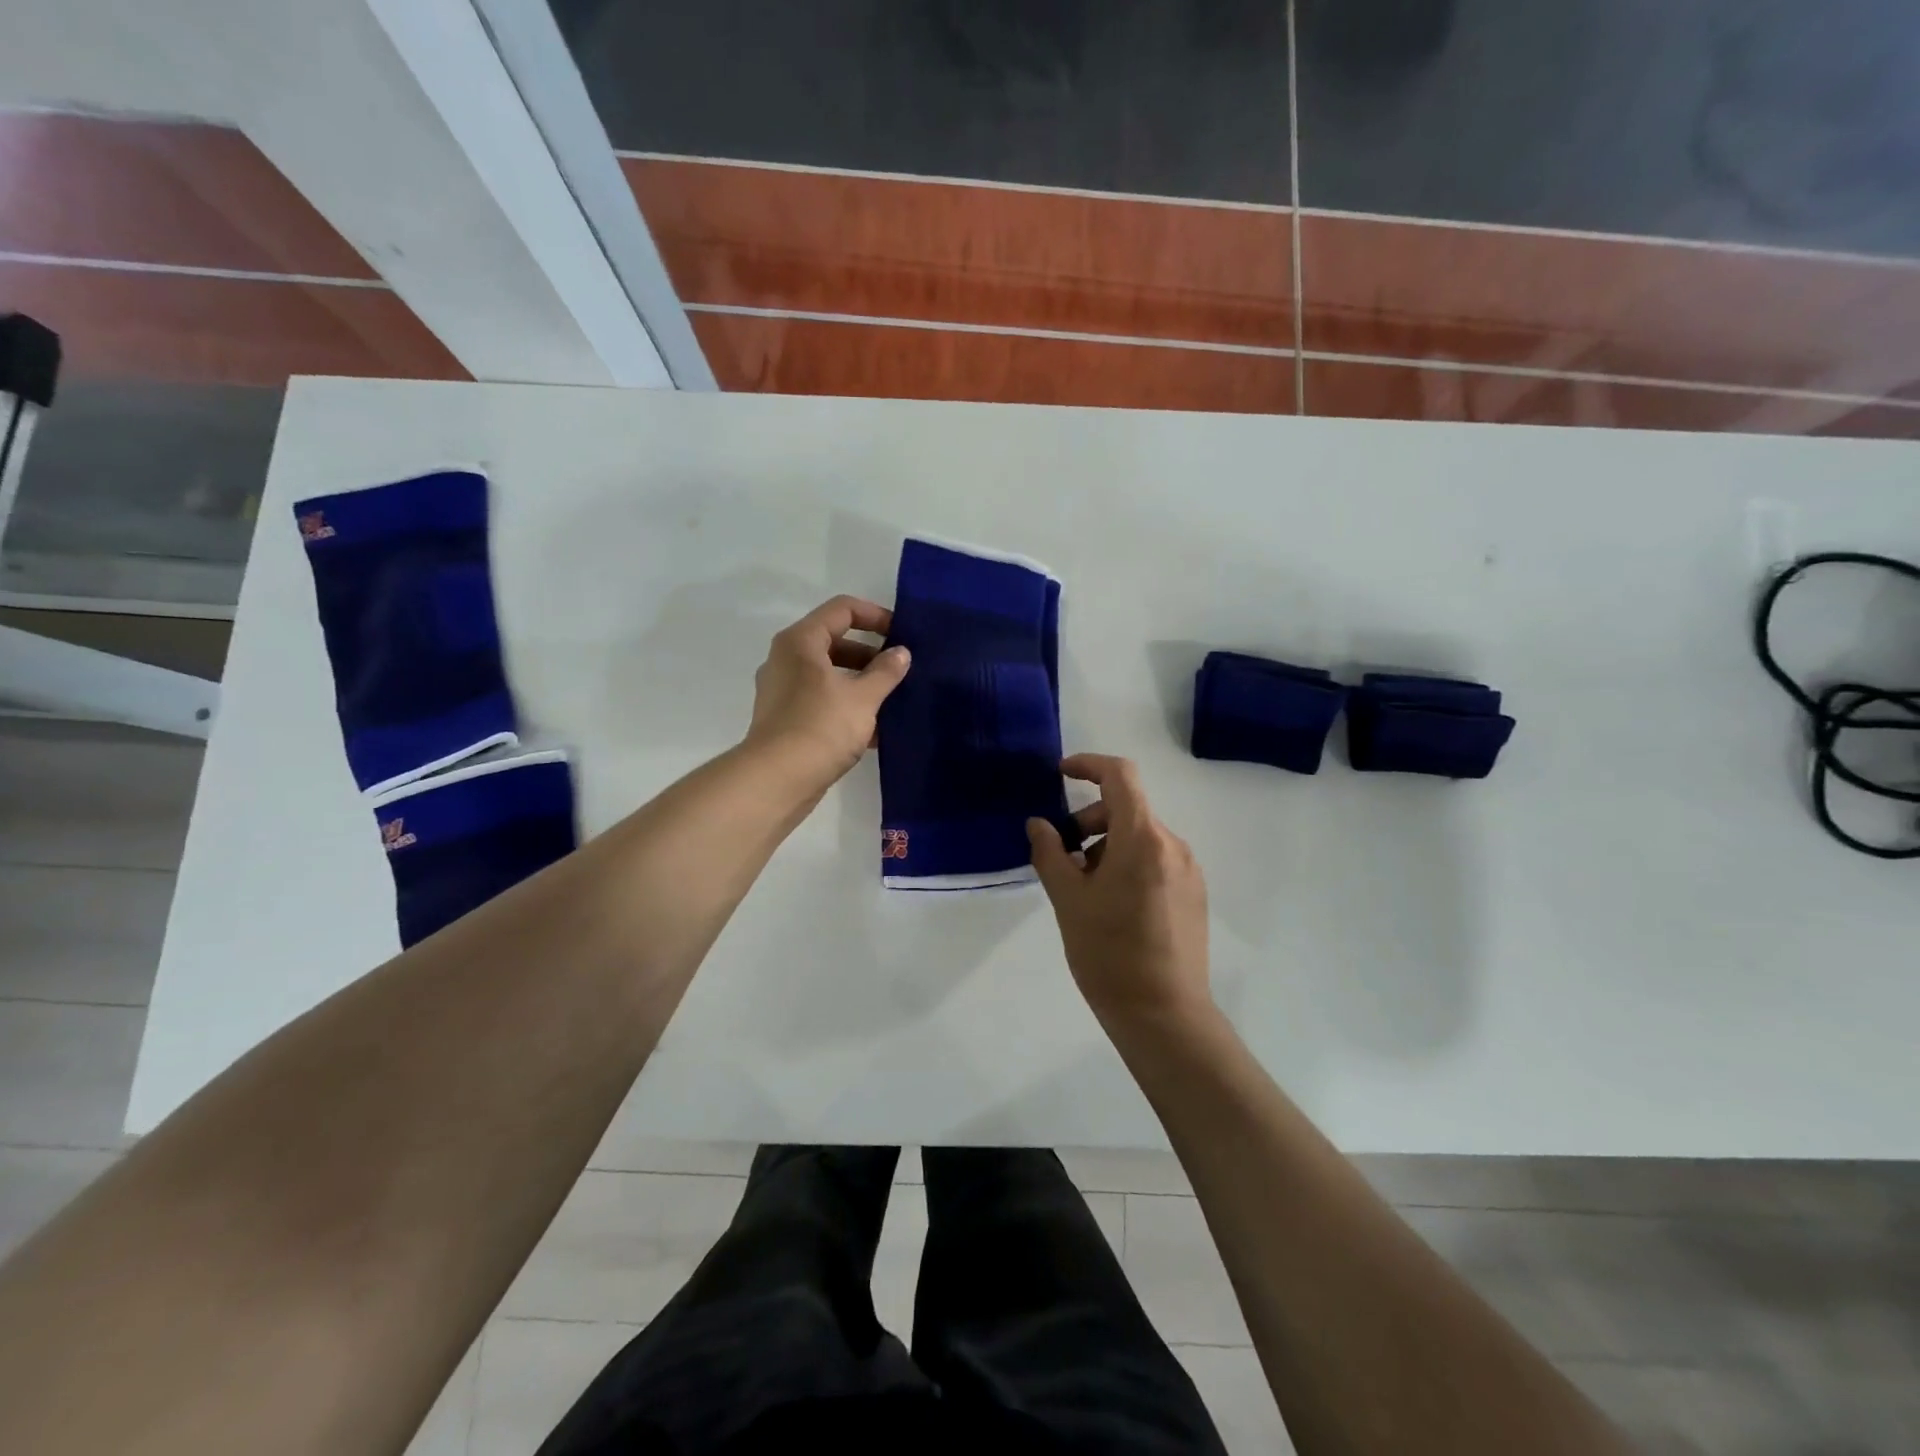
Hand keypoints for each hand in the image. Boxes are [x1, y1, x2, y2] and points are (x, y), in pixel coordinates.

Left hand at [744, 595, 910, 790]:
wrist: (777, 780)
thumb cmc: (821, 727)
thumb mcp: (863, 697)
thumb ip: (885, 671)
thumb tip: (901, 653)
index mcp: (801, 642)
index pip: (842, 610)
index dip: (875, 616)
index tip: (902, 634)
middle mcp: (786, 659)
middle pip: (834, 642)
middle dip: (871, 654)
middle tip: (900, 670)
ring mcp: (782, 690)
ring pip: (829, 675)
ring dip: (861, 684)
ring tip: (893, 700)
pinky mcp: (785, 719)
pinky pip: (821, 701)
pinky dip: (846, 707)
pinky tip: (875, 730)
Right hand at [1027, 754, 1213, 1035]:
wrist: (1164, 1015)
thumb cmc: (1108, 953)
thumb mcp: (1067, 899)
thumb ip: (1050, 852)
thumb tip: (1039, 824)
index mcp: (1143, 838)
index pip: (1120, 776)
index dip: (1088, 765)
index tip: (1061, 774)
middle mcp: (1173, 844)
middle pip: (1127, 808)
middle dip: (1089, 820)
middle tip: (1062, 856)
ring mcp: (1189, 870)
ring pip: (1141, 836)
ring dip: (1107, 845)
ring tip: (1084, 888)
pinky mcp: (1195, 893)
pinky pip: (1156, 859)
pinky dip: (1128, 863)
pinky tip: (1112, 904)